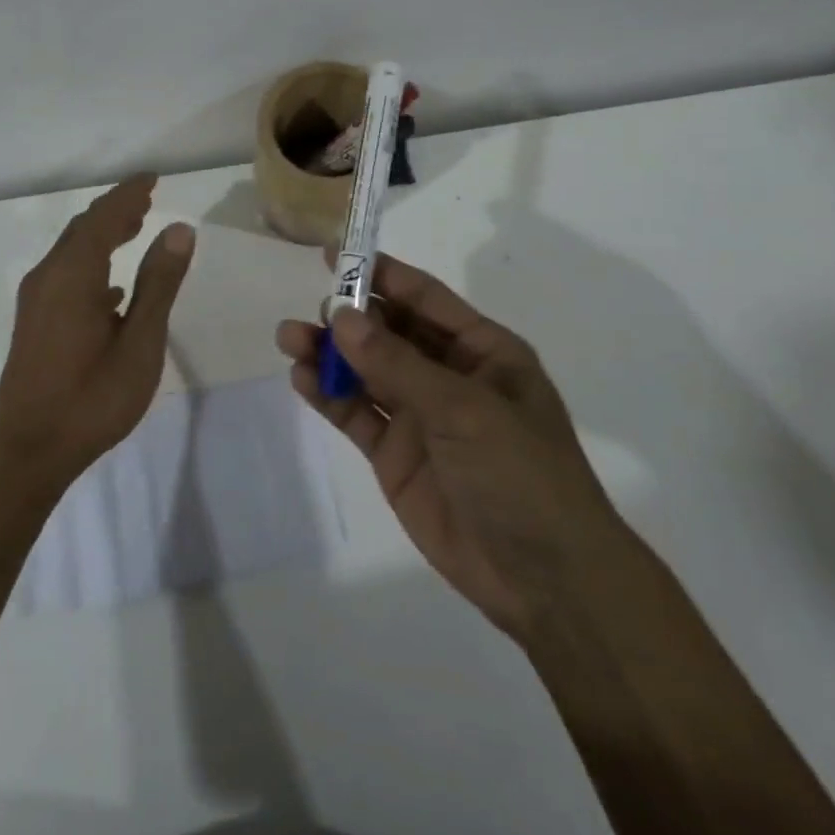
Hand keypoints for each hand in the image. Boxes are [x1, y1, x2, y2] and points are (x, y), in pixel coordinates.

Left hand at [0, 174, 195, 494]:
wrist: (28, 451)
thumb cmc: (92, 398)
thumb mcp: (140, 342)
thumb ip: (158, 283)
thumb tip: (179, 229)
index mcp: (74, 274)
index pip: (104, 216)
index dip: (129, 194)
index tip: (152, 177)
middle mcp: (48, 277)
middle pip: (83, 228)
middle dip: (115, 210)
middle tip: (148, 199)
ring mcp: (36, 300)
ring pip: (72, 251)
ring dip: (103, 234)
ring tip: (135, 228)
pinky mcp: (34, 321)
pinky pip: (65, 274)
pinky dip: (92, 263)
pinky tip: (111, 287)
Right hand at [277, 254, 622, 636]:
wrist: (544, 580)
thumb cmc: (520, 474)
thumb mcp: (463, 409)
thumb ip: (397, 364)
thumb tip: (340, 318)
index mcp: (482, 351)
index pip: (424, 298)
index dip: (381, 274)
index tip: (336, 254)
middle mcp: (448, 375)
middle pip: (388, 332)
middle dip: (349, 317)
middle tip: (310, 308)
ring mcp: (419, 416)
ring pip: (365, 371)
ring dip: (329, 354)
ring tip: (289, 339)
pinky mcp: (395, 454)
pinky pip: (356, 414)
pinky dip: (328, 395)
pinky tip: (302, 379)